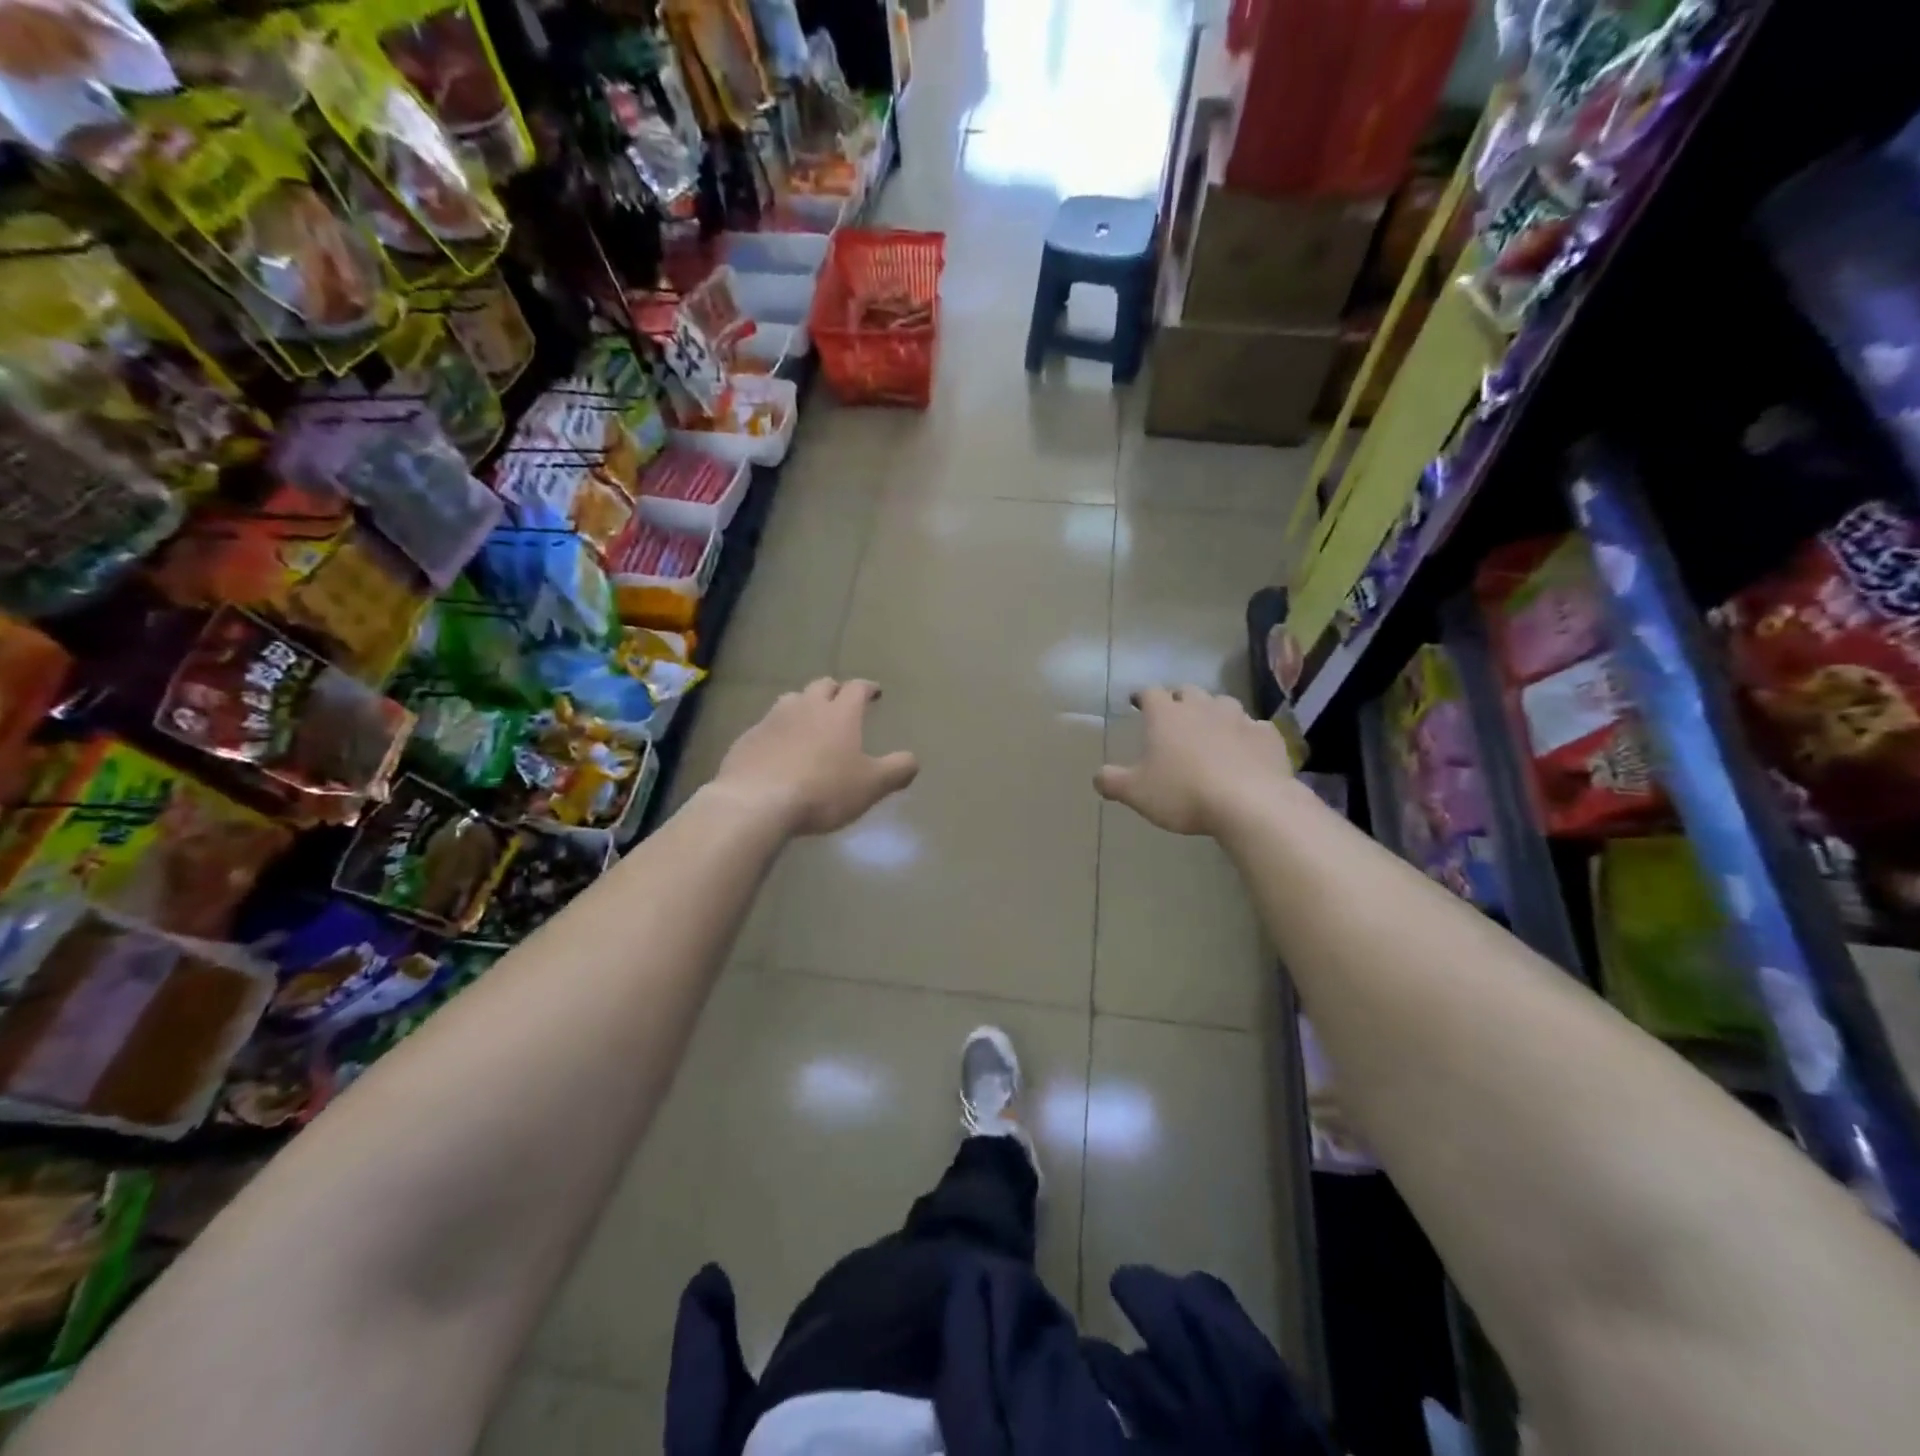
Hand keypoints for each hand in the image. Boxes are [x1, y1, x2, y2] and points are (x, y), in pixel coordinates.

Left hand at [708, 678, 918, 835]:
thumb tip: (913, 760)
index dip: (867, 688)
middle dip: (834, 690)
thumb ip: (897, 770)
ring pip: (791, 701)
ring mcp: (772, 720)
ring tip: (808, 721)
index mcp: (839, 714)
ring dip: (803, 706)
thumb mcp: (871, 785)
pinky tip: (778, 749)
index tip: (874, 692)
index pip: (857, 689)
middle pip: (821, 686)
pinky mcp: (747, 739)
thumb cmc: (823, 790)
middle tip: (841, 701)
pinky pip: (766, 727)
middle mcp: (806, 707)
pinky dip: (778, 732)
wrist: (757, 803)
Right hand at [1096, 686, 1294, 836]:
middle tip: (1173, 715)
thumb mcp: (1136, 793)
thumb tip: (1097, 776)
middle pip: (1188, 691)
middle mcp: (1202, 707)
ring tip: (1210, 729)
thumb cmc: (1184, 793)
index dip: (1142, 696)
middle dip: (1179, 699)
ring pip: (1223, 703)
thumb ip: (1112, 781)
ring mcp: (1238, 718)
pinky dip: (1246, 734)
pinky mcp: (1267, 736)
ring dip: (1213, 712)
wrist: (1251, 803)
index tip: (1137, 701)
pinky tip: (1245, 749)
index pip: (1150, 693)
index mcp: (1166, 715)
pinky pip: (1254, 727)